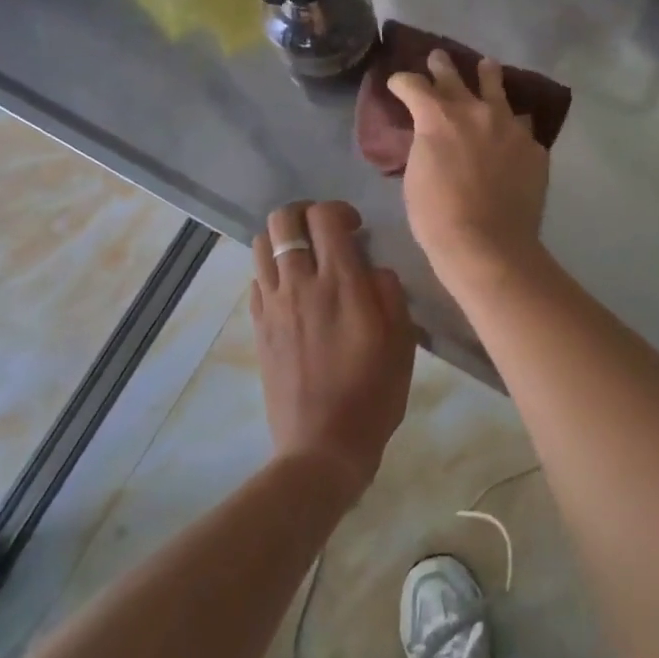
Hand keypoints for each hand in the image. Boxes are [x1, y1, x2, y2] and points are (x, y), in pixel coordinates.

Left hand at [251, 201, 414, 500]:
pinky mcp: (259, 328)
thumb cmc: (373, 394)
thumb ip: (389, 293)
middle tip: (326, 234)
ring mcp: (273, 306)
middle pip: (283, 220)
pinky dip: (271, 271)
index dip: (339, 210)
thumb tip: (373, 269)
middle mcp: (300, 284)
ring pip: (260, 244)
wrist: (322, 447)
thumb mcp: (402, 341)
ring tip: (306, 259)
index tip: (355, 229)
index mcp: (341, 283)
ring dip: (283, 240)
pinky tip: (292, 292)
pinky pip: (256, 280)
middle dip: (304, 214)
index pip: (324, 216)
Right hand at [388, 50, 549, 285]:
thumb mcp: (416, 176)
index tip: (398, 83)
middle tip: (438, 58)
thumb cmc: (438, 217)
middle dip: (442, 66)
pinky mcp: (533, 146)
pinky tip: (512, 130)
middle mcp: (475, 111)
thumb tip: (432, 138)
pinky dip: (511, 125)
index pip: (414, 85)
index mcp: (438, 117)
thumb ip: (425, 146)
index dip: (402, 82)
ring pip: (497, 88)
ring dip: (488, 77)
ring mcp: (509, 126)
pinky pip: (521, 126)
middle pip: (455, 77)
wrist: (488, 243)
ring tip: (488, 67)